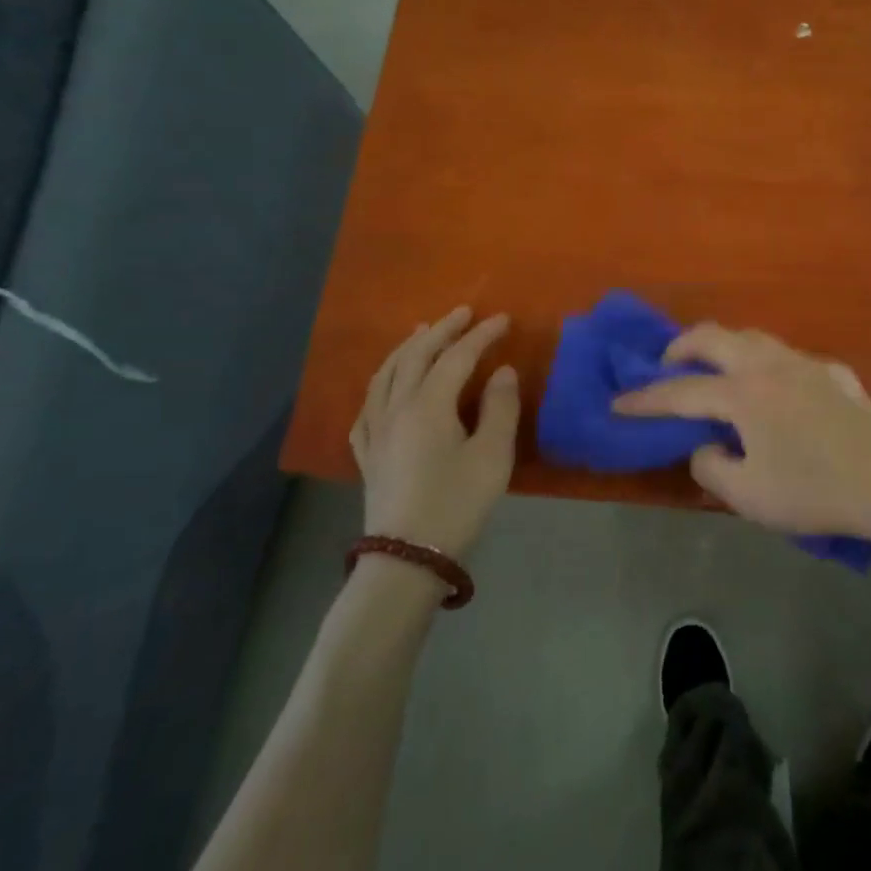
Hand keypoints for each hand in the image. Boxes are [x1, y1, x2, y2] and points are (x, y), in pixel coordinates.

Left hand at [351, 307, 519, 557]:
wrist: (407, 557)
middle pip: (416, 356)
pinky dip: (381, 383)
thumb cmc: (456, 504)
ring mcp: (375, 430)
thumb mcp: (492, 457)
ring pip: (386, 374)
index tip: (503, 319)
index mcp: (428, 405)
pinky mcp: (367, 453)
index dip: (481, 335)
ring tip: (422, 332)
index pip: (456, 356)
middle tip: (464, 312)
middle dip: (442, 330)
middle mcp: (396, 408)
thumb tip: (502, 371)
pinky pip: (368, 404)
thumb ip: (500, 408)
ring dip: (407, 348)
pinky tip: (385, 386)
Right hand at [611, 324, 870, 553]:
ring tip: (713, 370)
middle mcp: (770, 365)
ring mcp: (805, 362)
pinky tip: (772, 390)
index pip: (680, 391)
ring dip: (723, 347)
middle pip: (713, 337)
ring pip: (752, 336)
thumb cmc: (813, 492)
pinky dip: (765, 365)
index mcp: (744, 394)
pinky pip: (788, 357)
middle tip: (665, 366)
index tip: (618, 402)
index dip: (644, 399)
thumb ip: (711, 465)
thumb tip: (705, 445)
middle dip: (680, 347)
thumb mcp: (747, 494)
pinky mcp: (833, 371)